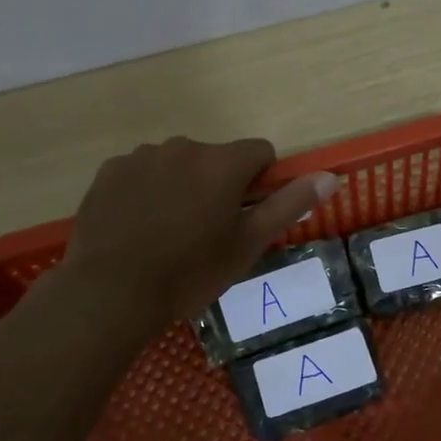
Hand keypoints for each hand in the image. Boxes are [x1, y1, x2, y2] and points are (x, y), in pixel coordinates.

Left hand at [43, 137, 337, 342]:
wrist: (111, 292)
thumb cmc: (190, 272)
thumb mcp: (248, 244)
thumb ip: (289, 204)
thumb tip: (330, 176)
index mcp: (222, 163)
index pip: (260, 152)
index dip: (260, 182)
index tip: (247, 215)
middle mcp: (183, 147)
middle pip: (216, 158)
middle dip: (218, 184)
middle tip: (207, 232)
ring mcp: (141, 156)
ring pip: (177, 164)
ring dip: (182, 186)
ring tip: (169, 232)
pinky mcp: (110, 171)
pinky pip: (141, 172)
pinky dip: (147, 191)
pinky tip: (139, 227)